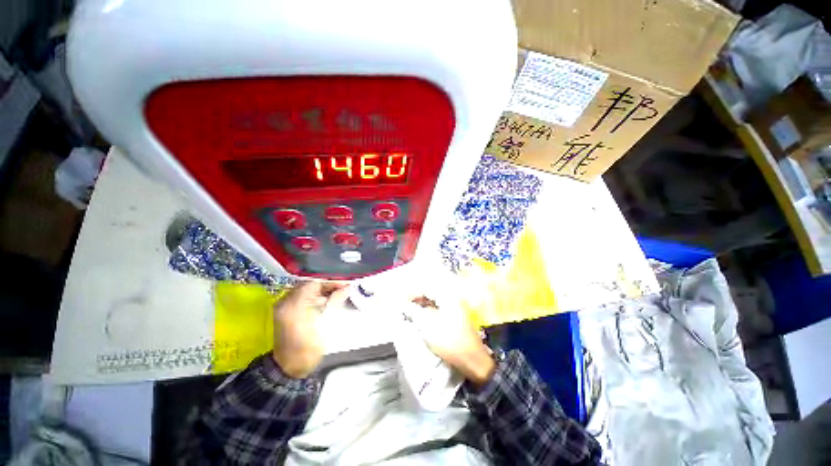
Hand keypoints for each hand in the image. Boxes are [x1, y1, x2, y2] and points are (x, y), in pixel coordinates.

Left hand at [272, 281, 348, 377]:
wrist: (290, 367)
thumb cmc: (309, 347)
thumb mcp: (325, 323)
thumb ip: (335, 300)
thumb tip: (346, 287)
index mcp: (294, 304)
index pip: (314, 282)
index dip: (331, 280)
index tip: (345, 282)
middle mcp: (285, 301)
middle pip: (309, 283)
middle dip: (327, 284)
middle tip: (343, 286)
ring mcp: (284, 306)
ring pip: (306, 289)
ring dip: (322, 289)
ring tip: (338, 291)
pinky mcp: (285, 311)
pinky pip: (302, 297)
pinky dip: (315, 296)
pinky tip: (327, 299)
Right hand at [411, 296, 495, 385]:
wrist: (472, 360)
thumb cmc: (449, 340)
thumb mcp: (428, 325)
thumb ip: (414, 312)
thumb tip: (405, 305)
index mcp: (448, 297)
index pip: (427, 289)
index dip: (412, 293)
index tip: (401, 301)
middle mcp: (453, 299)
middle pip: (431, 295)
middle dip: (417, 300)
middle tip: (405, 307)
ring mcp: (456, 309)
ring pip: (435, 304)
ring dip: (422, 307)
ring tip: (411, 314)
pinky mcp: (456, 319)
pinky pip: (439, 311)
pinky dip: (429, 314)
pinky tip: (422, 320)